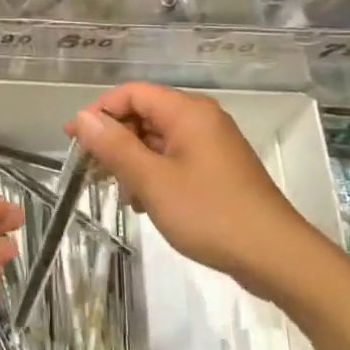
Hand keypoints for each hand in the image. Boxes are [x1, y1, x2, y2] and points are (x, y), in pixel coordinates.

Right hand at [66, 81, 312, 296]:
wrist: (275, 256)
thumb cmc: (210, 213)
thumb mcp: (152, 181)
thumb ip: (115, 146)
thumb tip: (82, 117)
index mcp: (187, 112)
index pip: (132, 93)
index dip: (99, 111)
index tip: (74, 141)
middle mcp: (201, 119)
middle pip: (145, 114)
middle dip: (116, 139)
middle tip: (93, 171)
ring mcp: (212, 145)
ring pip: (158, 139)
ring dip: (133, 161)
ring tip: (122, 194)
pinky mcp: (218, 170)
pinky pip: (175, 159)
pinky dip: (154, 174)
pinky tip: (146, 204)